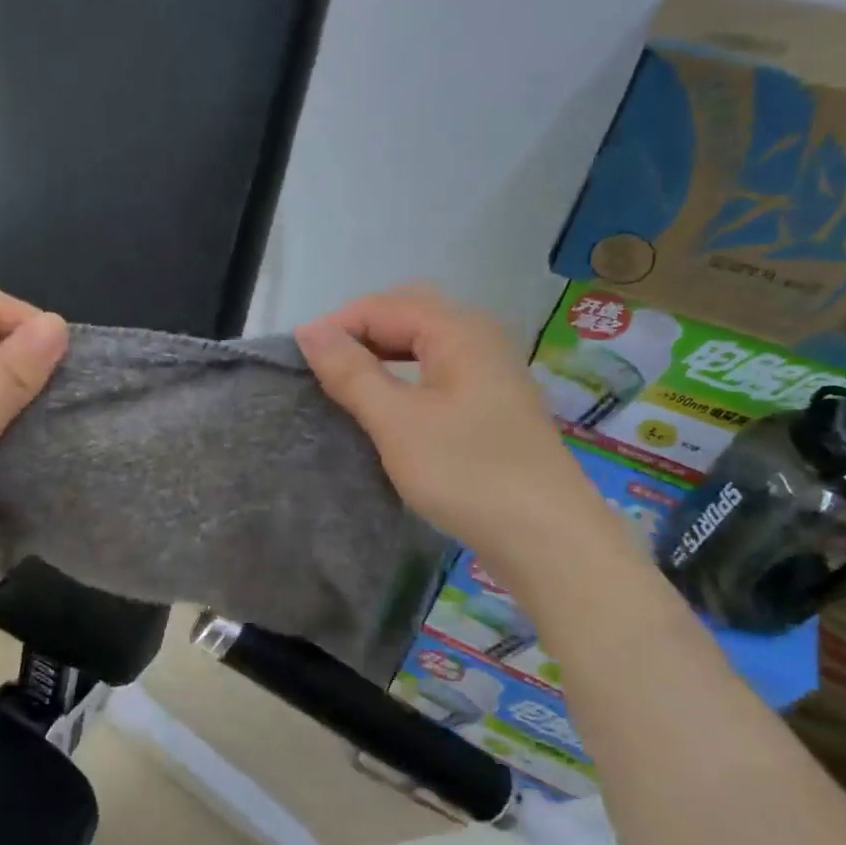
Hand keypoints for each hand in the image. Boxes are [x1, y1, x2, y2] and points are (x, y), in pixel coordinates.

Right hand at [295, 285, 613, 574]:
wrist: (547, 538)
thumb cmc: (466, 472)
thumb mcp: (396, 422)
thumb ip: (351, 372)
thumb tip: (309, 330)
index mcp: (459, 331)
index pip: (384, 307)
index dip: (337, 326)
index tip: (297, 360)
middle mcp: (480, 337)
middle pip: (408, 315)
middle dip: (360, 333)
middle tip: (321, 367)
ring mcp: (492, 370)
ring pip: (425, 343)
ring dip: (382, 354)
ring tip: (346, 382)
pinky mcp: (494, 403)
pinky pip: (439, 369)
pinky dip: (405, 376)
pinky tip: (390, 403)